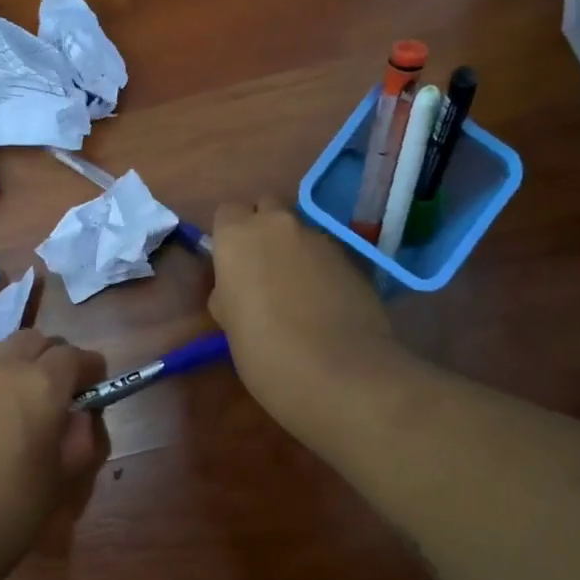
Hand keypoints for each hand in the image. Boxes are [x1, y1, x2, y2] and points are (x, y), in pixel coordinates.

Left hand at [0, 331, 108, 578]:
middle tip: (57, 390)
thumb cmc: (11, 511)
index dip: (91, 369)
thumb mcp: (63, 478)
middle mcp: (0, 368)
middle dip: (52, 357)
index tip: (94, 388)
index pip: (76, 355)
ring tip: (16, 397)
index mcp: (41, 384)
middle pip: (34, 340)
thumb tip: (79, 416)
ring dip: (15, 362)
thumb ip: (80, 437)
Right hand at [208, 197, 397, 437]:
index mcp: (237, 237)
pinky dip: (320, 269)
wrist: (339, 372)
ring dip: (293, 250)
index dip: (228, 236)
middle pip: (266, 208)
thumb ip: (228, 291)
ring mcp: (320, 238)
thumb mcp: (228, 323)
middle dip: (262, 230)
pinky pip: (326, 254)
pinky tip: (324, 303)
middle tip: (261, 270)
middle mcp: (278, 225)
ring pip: (299, 232)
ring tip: (297, 292)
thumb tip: (236, 287)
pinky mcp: (353, 258)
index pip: (227, 213)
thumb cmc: (264, 351)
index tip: (230, 265)